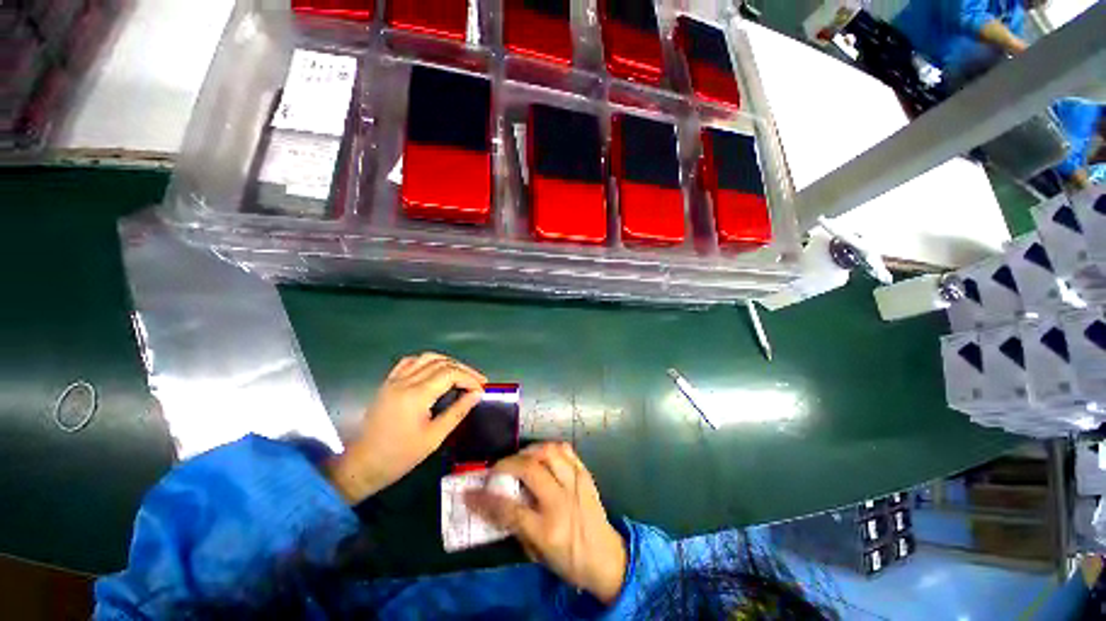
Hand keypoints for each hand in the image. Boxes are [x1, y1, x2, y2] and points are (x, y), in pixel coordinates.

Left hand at [326, 352, 485, 503]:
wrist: (363, 465)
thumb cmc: (400, 456)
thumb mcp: (434, 437)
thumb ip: (458, 411)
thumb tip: (477, 394)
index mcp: (416, 395)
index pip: (450, 373)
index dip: (469, 377)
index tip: (481, 388)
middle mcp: (405, 381)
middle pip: (441, 362)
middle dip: (463, 369)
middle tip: (477, 381)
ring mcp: (394, 380)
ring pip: (427, 358)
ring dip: (448, 363)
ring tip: (461, 375)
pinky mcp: (388, 383)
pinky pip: (410, 362)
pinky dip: (427, 362)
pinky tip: (435, 370)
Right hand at [466, 442, 627, 604]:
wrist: (607, 558)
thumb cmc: (569, 560)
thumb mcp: (538, 554)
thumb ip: (516, 527)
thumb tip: (495, 503)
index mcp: (548, 530)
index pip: (510, 509)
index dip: (486, 499)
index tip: (470, 492)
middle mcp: (562, 501)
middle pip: (530, 470)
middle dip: (507, 464)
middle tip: (496, 468)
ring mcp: (576, 484)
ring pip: (550, 452)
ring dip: (529, 451)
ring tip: (519, 458)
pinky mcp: (585, 474)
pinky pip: (566, 450)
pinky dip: (550, 447)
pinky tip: (541, 454)